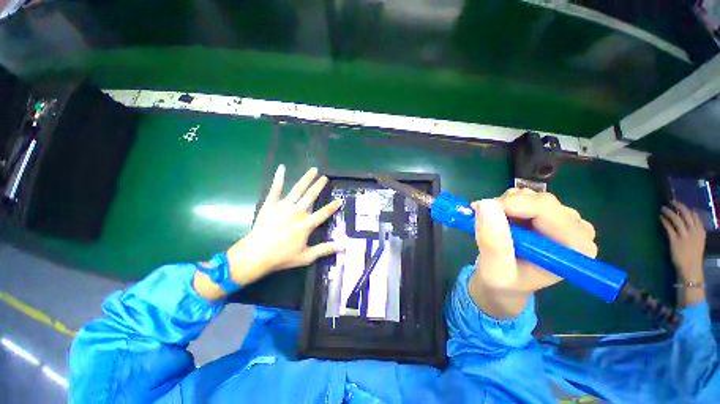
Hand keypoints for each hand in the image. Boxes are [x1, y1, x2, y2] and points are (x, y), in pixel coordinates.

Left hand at [226, 166, 341, 285]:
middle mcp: (298, 212)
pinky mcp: (270, 204)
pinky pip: (275, 189)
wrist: (256, 255)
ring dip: (306, 179)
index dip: (333, 207)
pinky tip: (282, 168)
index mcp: (307, 224)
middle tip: (325, 178)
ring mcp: (284, 206)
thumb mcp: (306, 257)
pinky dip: (279, 178)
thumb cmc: (282, 257)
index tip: (340, 200)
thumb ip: (325, 249)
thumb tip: (343, 246)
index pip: (324, 213)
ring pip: (298, 189)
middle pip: (311, 196)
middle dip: (319, 186)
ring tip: (313, 170)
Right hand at [469, 188, 596, 318]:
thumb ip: (493, 241)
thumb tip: (485, 205)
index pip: (545, 209)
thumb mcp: (496, 269)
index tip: (480, 211)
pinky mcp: (550, 215)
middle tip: (482, 221)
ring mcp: (564, 221)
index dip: (509, 205)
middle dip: (505, 207)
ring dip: (504, 206)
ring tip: (492, 226)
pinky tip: (500, 222)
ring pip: (530, 196)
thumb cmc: (504, 283)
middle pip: (539, 200)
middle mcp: (576, 231)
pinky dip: (505, 205)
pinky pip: (524, 197)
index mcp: (575, 247)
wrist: (505, 285)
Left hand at [660, 201, 705, 283]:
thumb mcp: (699, 241)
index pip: (696, 216)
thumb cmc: (693, 255)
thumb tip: (690, 219)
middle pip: (686, 215)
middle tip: (671, 201)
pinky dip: (664, 220)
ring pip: (677, 219)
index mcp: (701, 232)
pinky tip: (660, 217)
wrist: (690, 268)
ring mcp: (685, 236)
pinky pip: (669, 227)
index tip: (680, 204)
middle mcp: (694, 232)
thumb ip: (696, 231)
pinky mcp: (675, 240)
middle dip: (678, 206)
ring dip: (669, 212)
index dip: (688, 209)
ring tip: (663, 208)